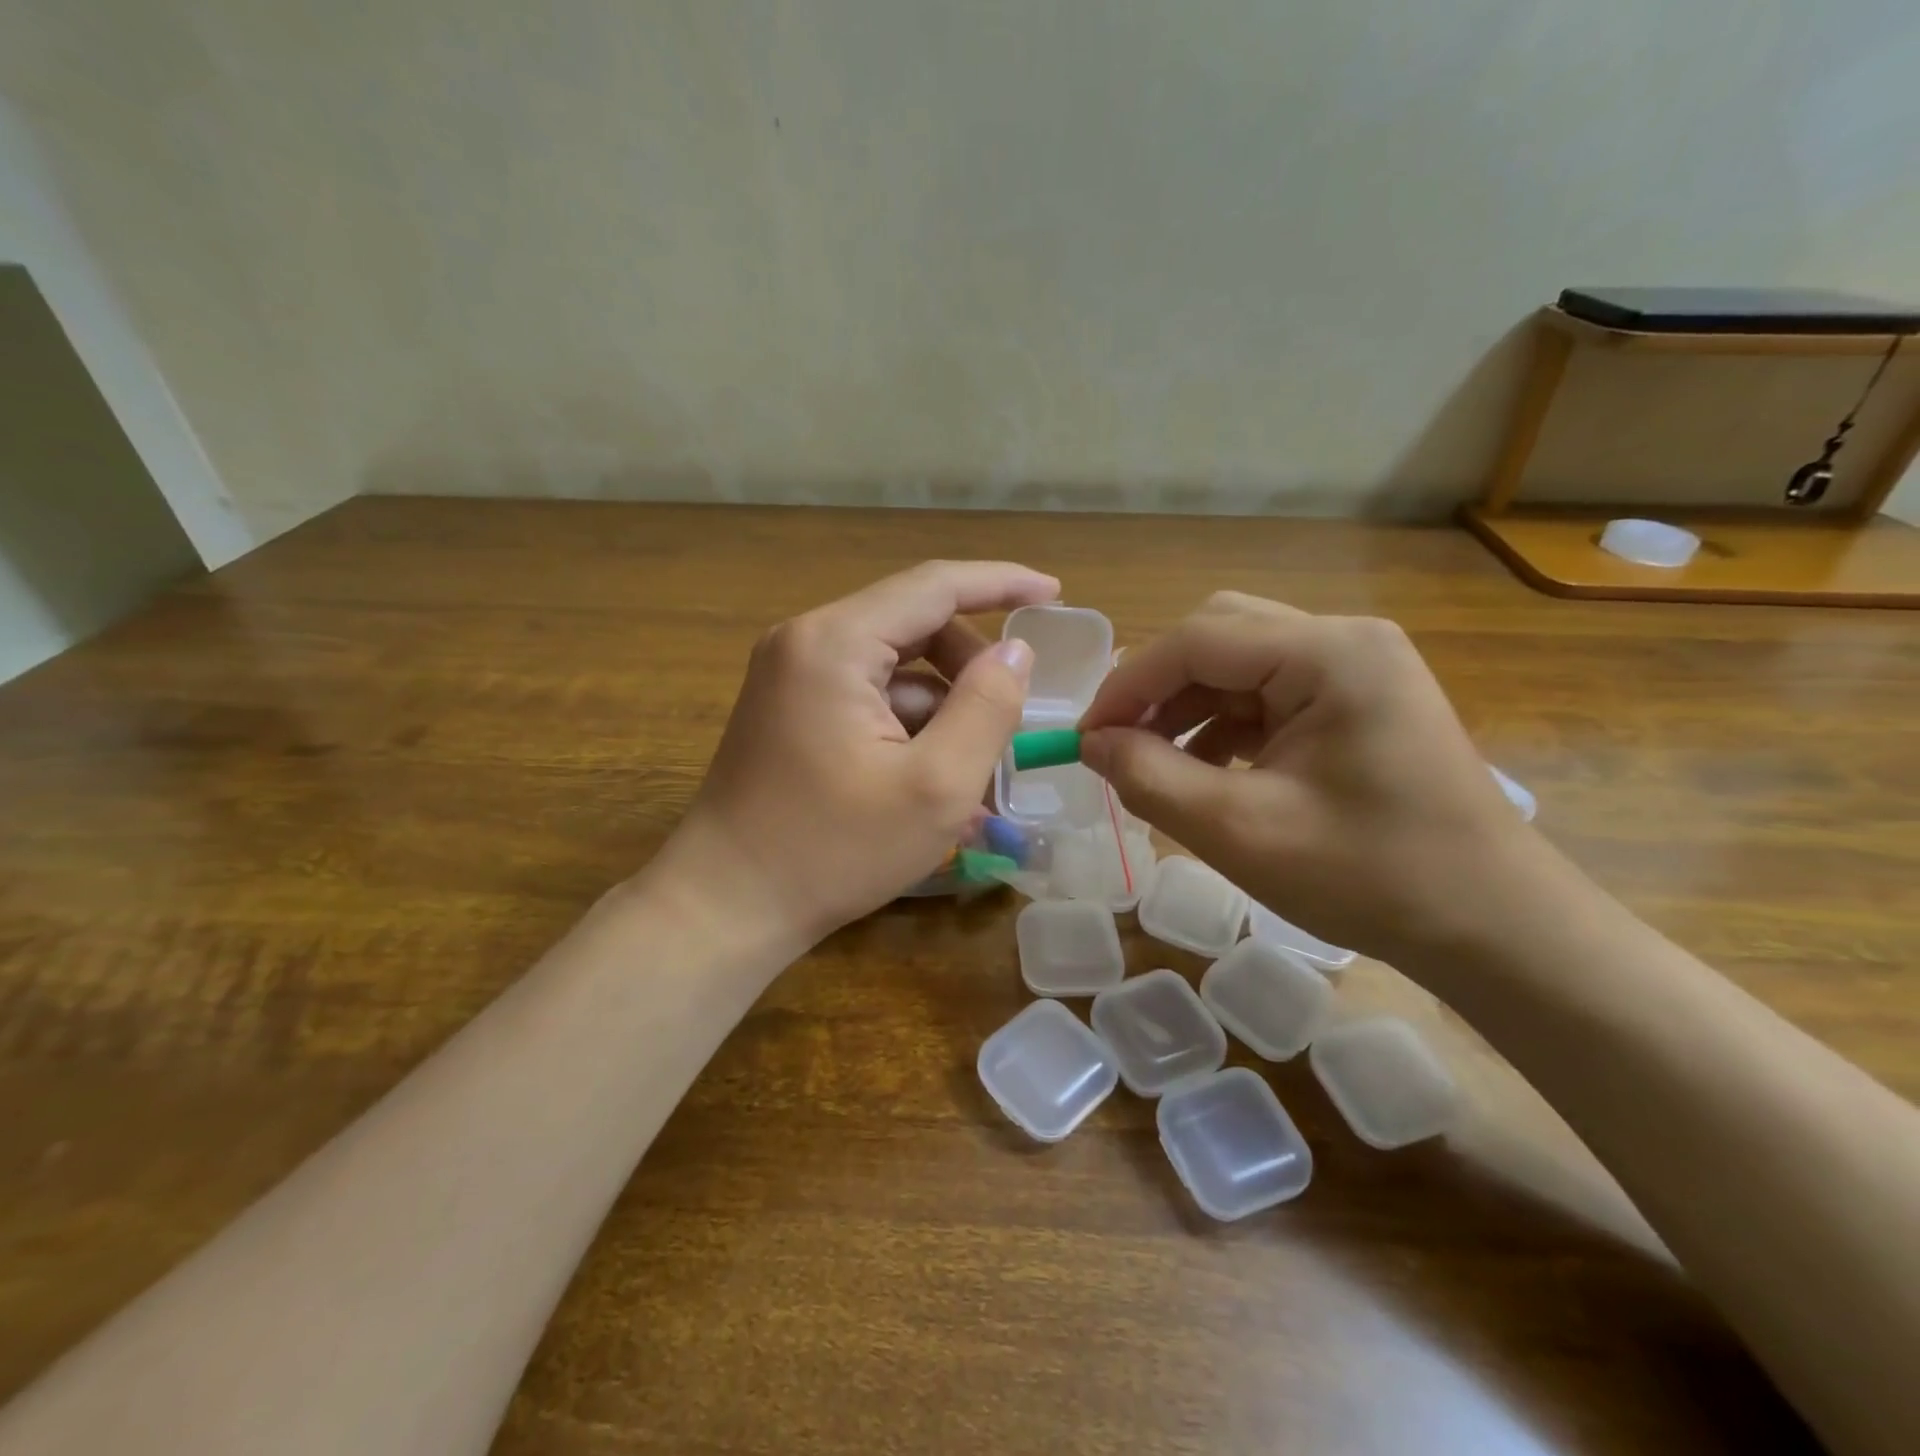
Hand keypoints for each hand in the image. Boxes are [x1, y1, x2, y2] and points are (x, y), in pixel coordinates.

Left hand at [673, 561, 1057, 946]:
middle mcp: (806, 641)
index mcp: (834, 643)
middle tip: (1010, 718)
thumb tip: (1015, 654)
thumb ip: (987, 707)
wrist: (726, 906)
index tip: (1053, 593)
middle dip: (971, 664)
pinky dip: (909, 726)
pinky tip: (931, 780)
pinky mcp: (790, 710)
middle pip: (913, 625)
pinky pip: (867, 697)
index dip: (1001, 584)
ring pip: (893, 667)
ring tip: (975, 769)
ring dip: (942, 706)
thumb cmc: (833, 850)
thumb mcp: (936, 786)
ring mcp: (791, 676)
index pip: (934, 586)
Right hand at [1079, 592, 1531, 963]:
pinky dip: (1223, 725)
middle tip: (1117, 744)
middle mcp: (1344, 640)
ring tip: (1152, 764)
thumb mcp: (1239, 830)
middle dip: (1157, 688)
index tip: (1084, 739)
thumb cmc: (1369, 877)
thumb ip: (1150, 777)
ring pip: (1239, 664)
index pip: (1197, 640)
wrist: (1492, 925)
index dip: (1127, 685)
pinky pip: (1268, 694)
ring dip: (1187, 708)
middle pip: (1218, 636)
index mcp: (1328, 654)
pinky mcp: (1358, 700)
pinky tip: (1204, 771)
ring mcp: (1357, 668)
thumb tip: (1092, 744)